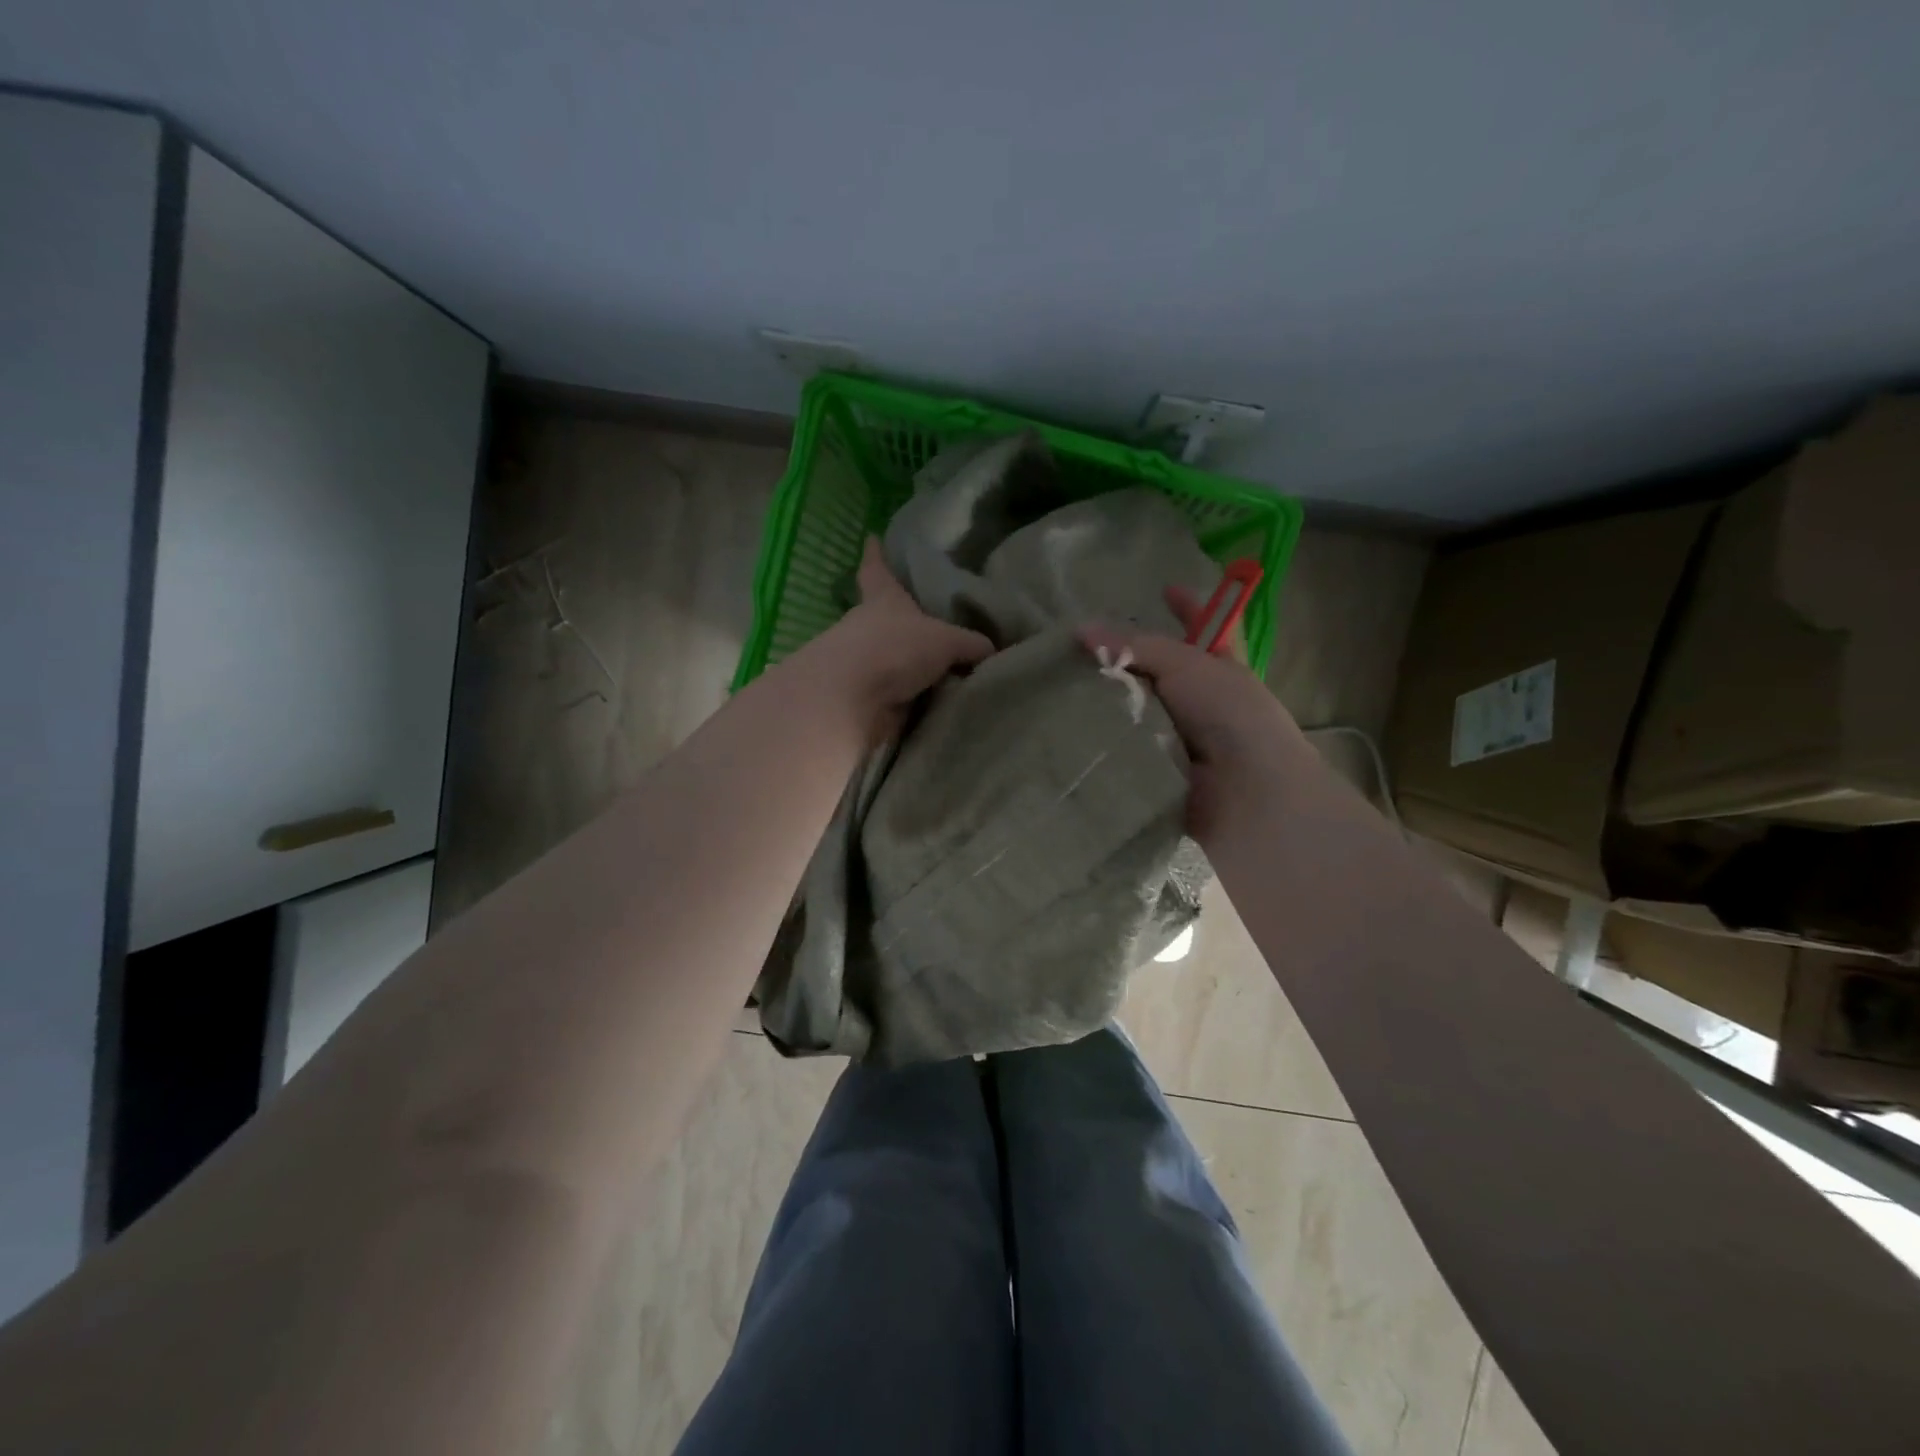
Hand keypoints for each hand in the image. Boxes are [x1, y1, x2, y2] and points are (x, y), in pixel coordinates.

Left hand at [806, 538, 993, 736]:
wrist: (852, 701)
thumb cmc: (894, 649)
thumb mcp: (946, 641)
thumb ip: (971, 644)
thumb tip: (992, 650)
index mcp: (882, 600)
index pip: (877, 570)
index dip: (875, 555)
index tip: (871, 538)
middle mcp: (868, 628)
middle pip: (884, 618)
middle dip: (904, 622)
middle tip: (933, 622)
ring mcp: (864, 665)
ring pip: (892, 659)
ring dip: (912, 666)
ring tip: (949, 670)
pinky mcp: (866, 699)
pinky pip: (898, 695)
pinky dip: (916, 698)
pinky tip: (941, 702)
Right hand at [1080, 585, 1310, 838]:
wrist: (1247, 794)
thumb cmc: (1229, 715)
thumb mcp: (1186, 664)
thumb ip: (1135, 646)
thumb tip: (1080, 629)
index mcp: (1220, 668)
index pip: (1203, 627)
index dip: (1187, 606)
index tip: (1163, 588)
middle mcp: (1201, 701)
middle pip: (1157, 673)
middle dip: (1124, 661)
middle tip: (1077, 650)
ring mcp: (1180, 739)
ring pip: (1135, 712)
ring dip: (1106, 705)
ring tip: (1056, 689)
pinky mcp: (1158, 772)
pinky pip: (1123, 750)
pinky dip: (1102, 743)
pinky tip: (1065, 732)